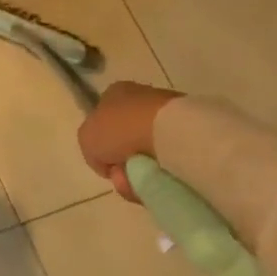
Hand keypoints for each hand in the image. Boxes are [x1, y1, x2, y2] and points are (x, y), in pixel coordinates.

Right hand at [78, 81, 183, 201]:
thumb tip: (111, 164)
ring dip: (142, 171)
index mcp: (115, 93)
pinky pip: (169, 158)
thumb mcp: (86, 138)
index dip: (102, 146)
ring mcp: (167, 115)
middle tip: (124, 177)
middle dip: (124, 163)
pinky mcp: (190, 131)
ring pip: (148, 152)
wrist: (169, 131)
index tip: (108, 163)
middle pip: (126, 141)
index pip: (103, 121)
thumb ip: (91, 149)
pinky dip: (164, 171)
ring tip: (143, 181)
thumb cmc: (120, 128)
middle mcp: (141, 100)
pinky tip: (162, 177)